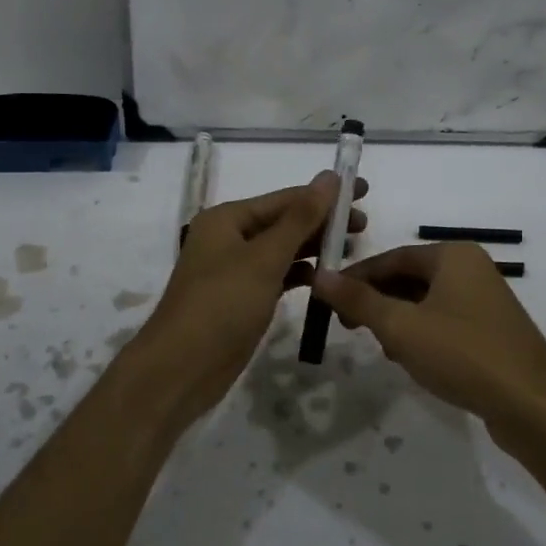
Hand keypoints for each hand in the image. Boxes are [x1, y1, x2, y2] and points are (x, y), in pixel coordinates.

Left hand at [135, 172, 368, 421]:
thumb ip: (301, 218)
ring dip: (315, 247)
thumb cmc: (222, 305)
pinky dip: (301, 274)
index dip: (326, 194)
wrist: (181, 370)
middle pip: (285, 222)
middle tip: (364, 226)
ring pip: (283, 249)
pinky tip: (326, 278)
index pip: (286, 198)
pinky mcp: (242, 297)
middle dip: (323, 222)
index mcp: (227, 218)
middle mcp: (229, 237)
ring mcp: (235, 269)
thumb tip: (330, 176)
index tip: (364, 190)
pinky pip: (278, 275)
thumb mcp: (265, 258)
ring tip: (352, 249)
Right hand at [311, 241, 545, 440]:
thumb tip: (320, 275)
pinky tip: (413, 361)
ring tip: (384, 348)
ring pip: (427, 302)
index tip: (330, 300)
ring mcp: (486, 300)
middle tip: (350, 328)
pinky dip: (423, 335)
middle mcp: (473, 268)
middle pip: (410, 278)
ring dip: (399, 322)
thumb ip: (358, 300)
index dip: (357, 278)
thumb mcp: (401, 327)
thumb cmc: (463, 355)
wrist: (532, 406)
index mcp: (454, 255)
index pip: (393, 257)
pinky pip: (446, 322)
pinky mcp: (493, 330)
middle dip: (378, 302)